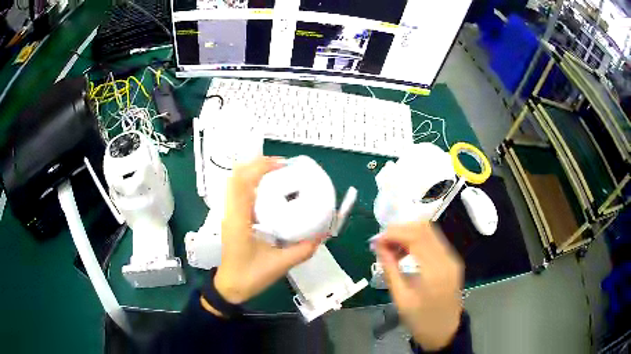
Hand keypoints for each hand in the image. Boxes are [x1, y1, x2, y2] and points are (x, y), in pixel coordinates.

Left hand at [213, 156, 323, 304]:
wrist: (230, 288)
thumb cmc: (250, 277)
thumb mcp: (280, 264)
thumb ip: (303, 249)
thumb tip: (322, 234)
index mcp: (238, 220)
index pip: (242, 183)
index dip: (260, 167)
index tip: (282, 165)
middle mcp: (230, 213)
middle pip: (236, 177)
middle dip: (257, 165)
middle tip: (282, 166)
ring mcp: (229, 215)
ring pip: (235, 183)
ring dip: (253, 173)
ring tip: (277, 173)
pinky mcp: (232, 219)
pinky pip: (238, 193)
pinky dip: (251, 184)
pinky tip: (269, 190)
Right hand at [374, 222, 463, 350]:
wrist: (444, 331)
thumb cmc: (420, 320)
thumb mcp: (401, 298)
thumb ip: (390, 269)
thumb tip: (378, 246)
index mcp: (434, 271)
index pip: (416, 236)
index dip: (394, 233)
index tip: (376, 240)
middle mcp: (447, 258)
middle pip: (424, 228)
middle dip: (400, 229)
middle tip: (381, 242)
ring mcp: (452, 258)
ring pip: (429, 231)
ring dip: (408, 233)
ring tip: (390, 248)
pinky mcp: (451, 261)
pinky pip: (433, 241)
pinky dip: (417, 240)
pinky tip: (404, 252)